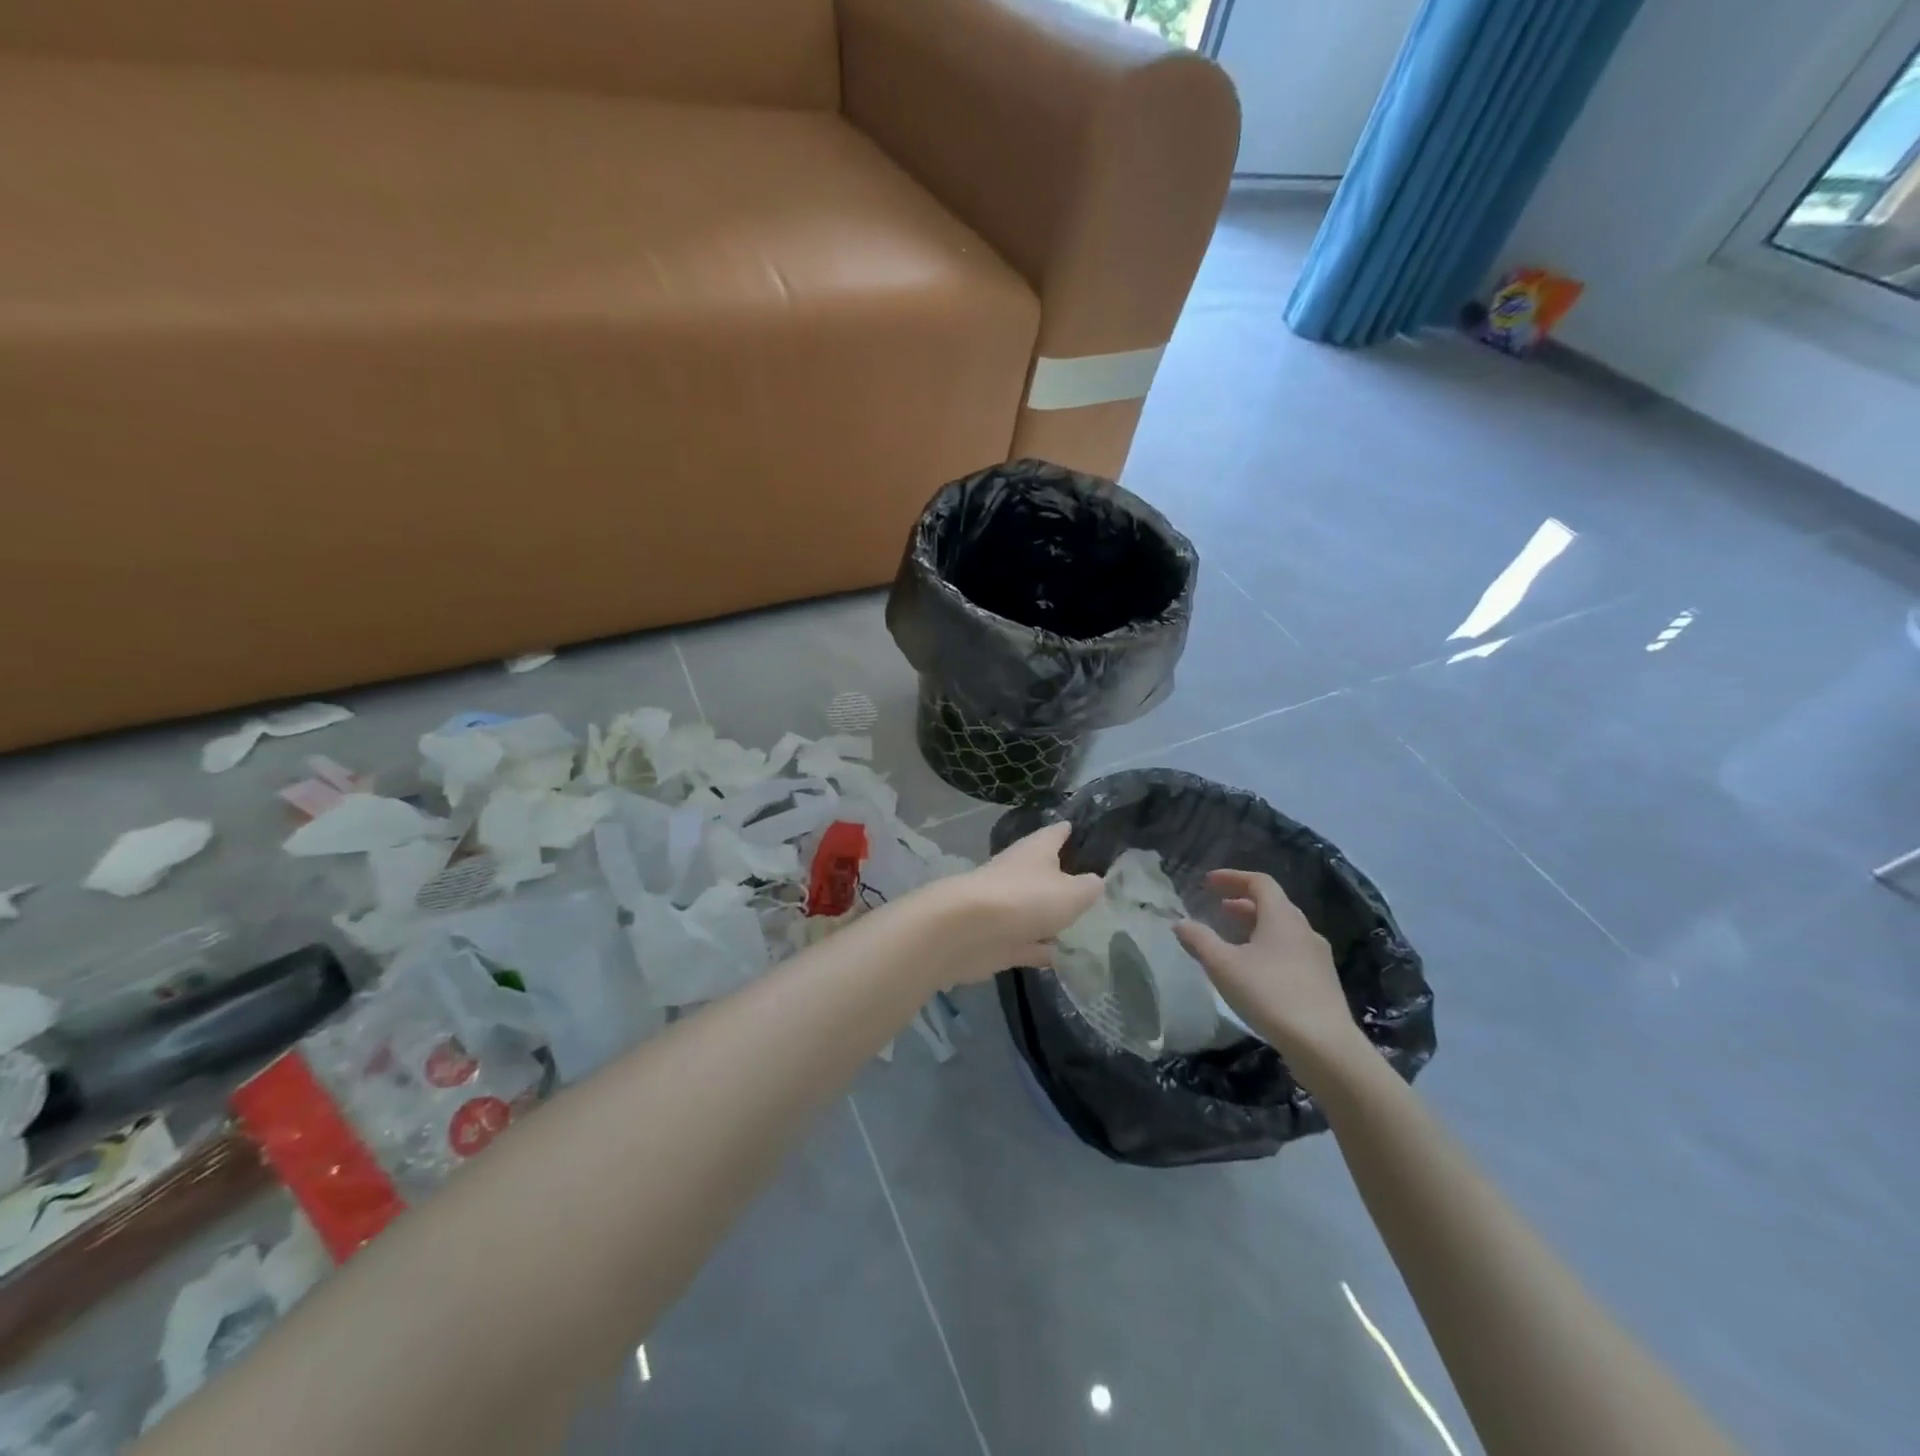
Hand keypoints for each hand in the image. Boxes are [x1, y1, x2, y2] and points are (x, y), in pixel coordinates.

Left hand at [933, 823, 1102, 982]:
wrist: (968, 932)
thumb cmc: (1026, 899)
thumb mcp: (1073, 892)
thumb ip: (1089, 888)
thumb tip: (1095, 882)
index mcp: (1036, 850)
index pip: (1057, 832)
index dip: (1072, 831)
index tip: (1088, 832)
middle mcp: (1019, 873)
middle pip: (1045, 872)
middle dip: (1066, 879)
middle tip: (1097, 889)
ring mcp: (1006, 907)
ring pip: (1035, 909)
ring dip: (1053, 917)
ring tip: (1086, 926)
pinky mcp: (998, 939)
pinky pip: (1026, 942)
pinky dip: (1041, 948)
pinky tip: (1062, 958)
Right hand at [1173, 869, 1365, 1074]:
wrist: (1324, 1045)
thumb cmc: (1270, 994)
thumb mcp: (1224, 966)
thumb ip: (1199, 940)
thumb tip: (1179, 923)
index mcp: (1282, 917)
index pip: (1259, 882)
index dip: (1232, 877)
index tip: (1208, 883)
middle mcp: (1304, 930)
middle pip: (1273, 905)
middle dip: (1243, 903)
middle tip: (1219, 909)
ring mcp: (1317, 957)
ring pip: (1283, 930)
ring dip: (1256, 927)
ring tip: (1233, 939)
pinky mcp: (1322, 982)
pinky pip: (1291, 951)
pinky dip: (1269, 948)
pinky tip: (1256, 971)